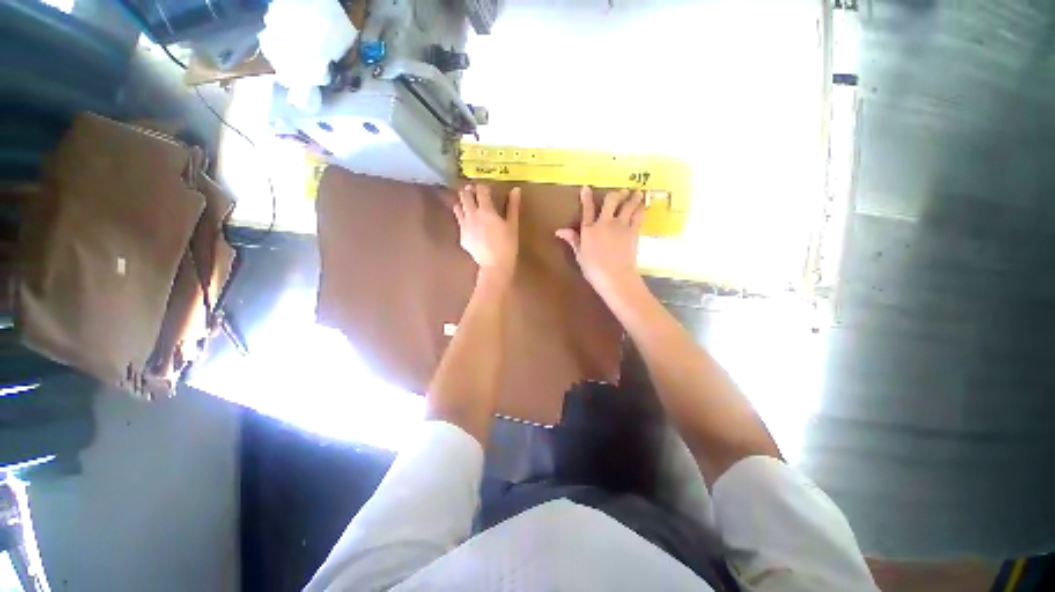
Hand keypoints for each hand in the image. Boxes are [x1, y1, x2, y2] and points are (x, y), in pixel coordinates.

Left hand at [454, 184, 520, 280]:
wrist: (495, 265)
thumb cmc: (507, 245)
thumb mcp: (512, 225)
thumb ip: (513, 206)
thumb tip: (516, 189)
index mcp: (485, 210)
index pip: (480, 190)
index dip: (483, 187)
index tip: (487, 189)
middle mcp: (471, 215)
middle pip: (464, 195)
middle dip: (469, 191)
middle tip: (476, 193)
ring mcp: (464, 226)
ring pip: (457, 207)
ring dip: (463, 203)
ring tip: (470, 206)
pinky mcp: (462, 237)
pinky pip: (459, 222)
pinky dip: (463, 219)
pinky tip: (471, 225)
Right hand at [556, 187, 644, 294]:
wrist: (615, 276)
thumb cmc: (594, 269)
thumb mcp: (580, 255)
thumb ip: (573, 240)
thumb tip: (559, 231)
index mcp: (589, 229)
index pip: (587, 209)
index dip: (586, 197)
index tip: (586, 187)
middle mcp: (605, 223)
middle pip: (611, 201)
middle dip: (615, 194)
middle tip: (621, 191)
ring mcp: (621, 225)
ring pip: (627, 205)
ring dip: (632, 197)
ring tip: (637, 192)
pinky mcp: (633, 231)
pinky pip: (638, 216)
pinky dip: (641, 209)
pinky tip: (643, 205)